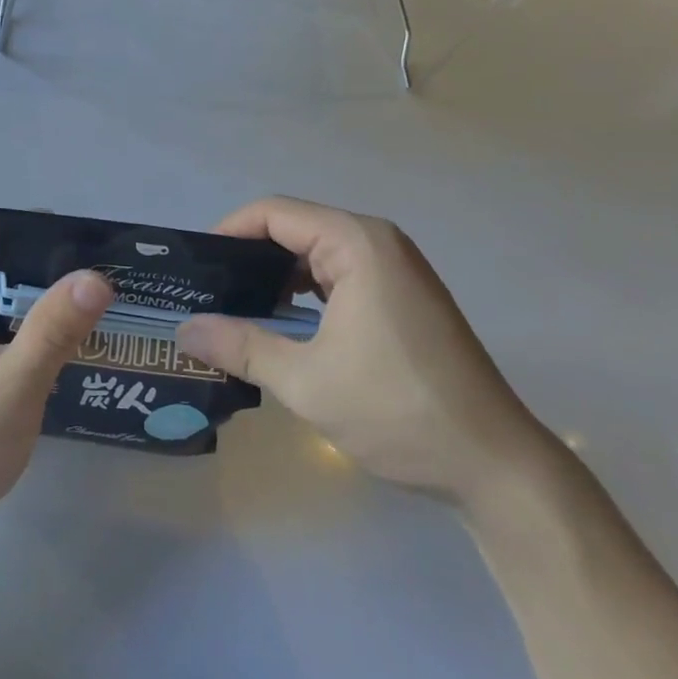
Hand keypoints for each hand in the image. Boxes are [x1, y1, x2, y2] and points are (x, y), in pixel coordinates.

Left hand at [0, 216, 114, 553]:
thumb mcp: (14, 389)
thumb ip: (52, 330)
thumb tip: (96, 277)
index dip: (38, 233)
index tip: (88, 248)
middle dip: (43, 261)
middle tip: (95, 278)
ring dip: (38, 290)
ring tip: (88, 302)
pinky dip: (27, 316)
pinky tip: (61, 334)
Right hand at [177, 196, 549, 503]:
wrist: (494, 465)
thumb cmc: (397, 411)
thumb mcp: (305, 380)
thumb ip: (239, 346)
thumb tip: (182, 332)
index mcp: (356, 243)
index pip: (273, 213)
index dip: (227, 233)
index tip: (195, 269)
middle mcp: (377, 242)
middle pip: (294, 229)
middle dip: (247, 258)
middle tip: (205, 294)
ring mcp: (395, 270)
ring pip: (316, 255)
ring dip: (275, 279)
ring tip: (233, 311)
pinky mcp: (401, 298)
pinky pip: (338, 277)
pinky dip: (304, 294)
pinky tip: (280, 326)